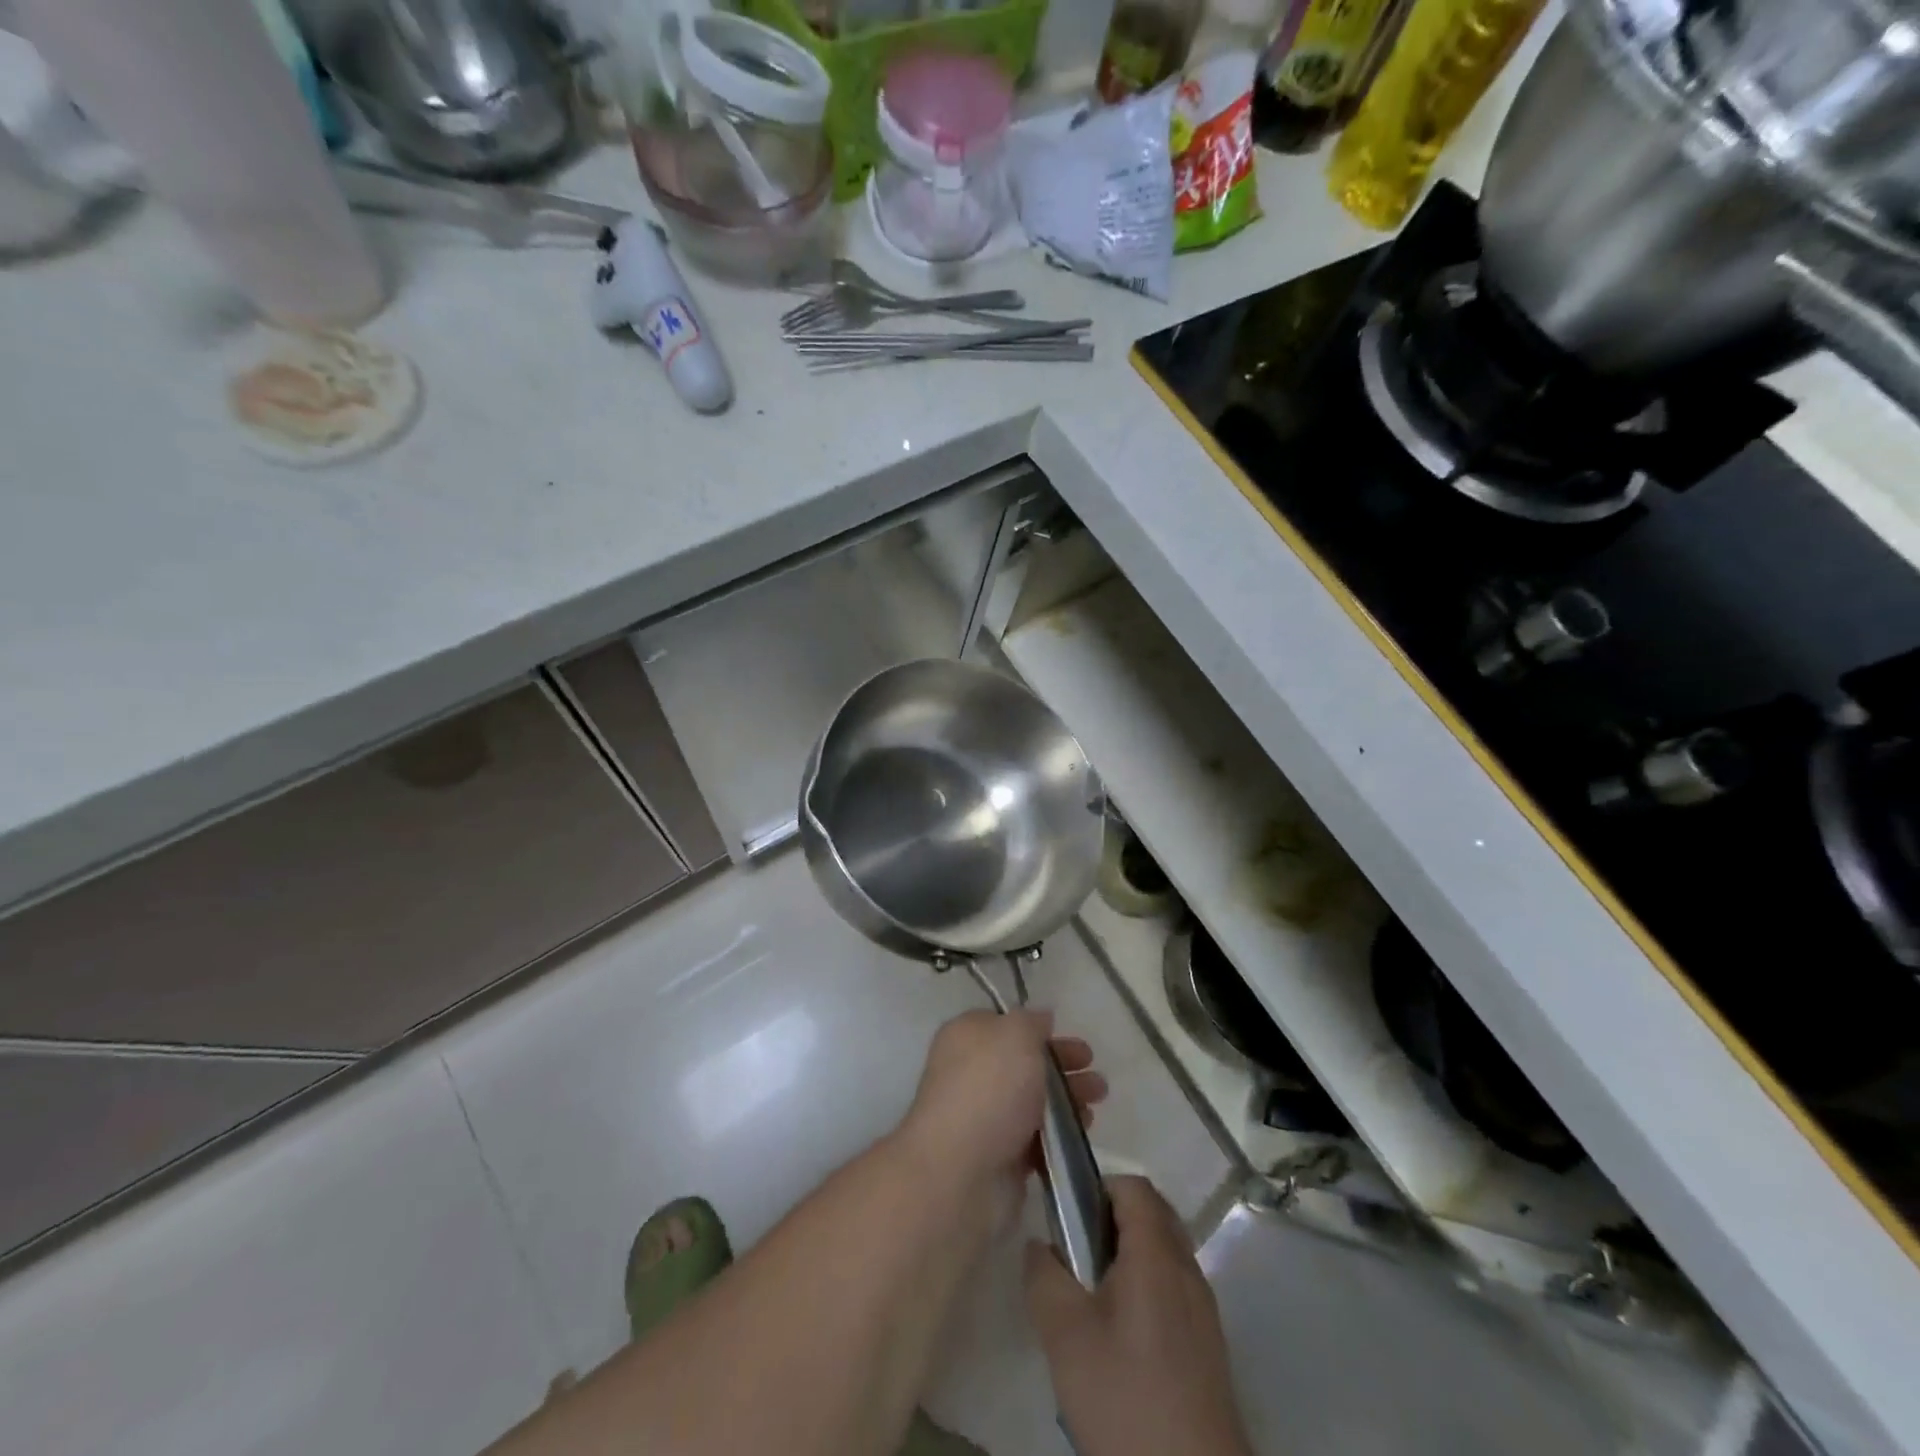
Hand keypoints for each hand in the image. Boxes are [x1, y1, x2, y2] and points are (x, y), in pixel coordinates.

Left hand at [897, 1009, 1106, 1189]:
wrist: (962, 1172)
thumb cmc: (989, 1089)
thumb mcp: (1015, 1035)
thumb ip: (1031, 1021)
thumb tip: (1040, 1018)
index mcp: (967, 1036)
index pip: (1006, 1025)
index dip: (1038, 1029)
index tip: (1068, 1035)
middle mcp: (972, 1072)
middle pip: (1024, 1063)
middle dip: (1062, 1064)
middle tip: (1095, 1069)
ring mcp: (986, 1116)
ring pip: (1034, 1100)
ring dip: (1067, 1098)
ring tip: (1098, 1100)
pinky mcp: (1000, 1156)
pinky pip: (1036, 1137)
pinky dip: (1060, 1132)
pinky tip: (1083, 1130)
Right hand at [1025, 1176, 1252, 1455]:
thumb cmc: (1125, 1396)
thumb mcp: (1065, 1335)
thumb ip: (1044, 1276)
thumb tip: (1039, 1244)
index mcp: (1157, 1254)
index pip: (1133, 1186)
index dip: (1098, 1186)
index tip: (1068, 1213)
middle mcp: (1187, 1269)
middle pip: (1152, 1215)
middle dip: (1111, 1219)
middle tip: (1075, 1250)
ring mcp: (1203, 1308)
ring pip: (1164, 1253)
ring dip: (1128, 1255)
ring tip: (1091, 1294)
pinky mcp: (1208, 1344)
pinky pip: (1174, 1287)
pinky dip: (1146, 1287)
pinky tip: (1119, 1334)